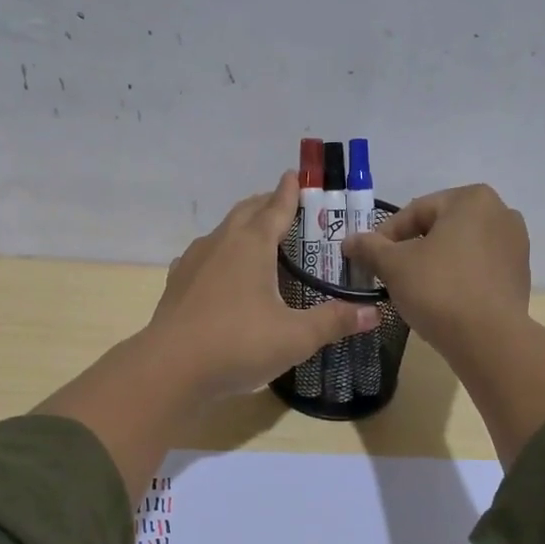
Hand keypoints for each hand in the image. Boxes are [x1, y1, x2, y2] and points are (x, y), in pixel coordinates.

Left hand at [148, 171, 377, 401]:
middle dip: (265, 203)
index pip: (275, 208)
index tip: (295, 175)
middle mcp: (221, 243)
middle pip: (246, 212)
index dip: (289, 192)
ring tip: (256, 235)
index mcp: (252, 245)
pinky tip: (220, 269)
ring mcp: (194, 261)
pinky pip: (203, 256)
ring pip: (222, 231)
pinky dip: (219, 253)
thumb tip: (374, 314)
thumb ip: (334, 321)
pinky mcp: (178, 282)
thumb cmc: (238, 344)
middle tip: (282, 204)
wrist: (170, 368)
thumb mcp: (295, 337)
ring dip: (241, 225)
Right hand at [343, 184, 529, 358]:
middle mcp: (501, 213)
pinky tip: (442, 302)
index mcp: (472, 199)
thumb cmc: (438, 289)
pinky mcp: (520, 275)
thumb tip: (349, 241)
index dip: (386, 236)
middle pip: (440, 228)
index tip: (370, 259)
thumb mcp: (393, 265)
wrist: (488, 340)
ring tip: (414, 289)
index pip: (415, 212)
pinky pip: (478, 269)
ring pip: (460, 249)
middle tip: (390, 274)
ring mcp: (516, 245)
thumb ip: (369, 247)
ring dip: (435, 263)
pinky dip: (458, 279)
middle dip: (413, 248)